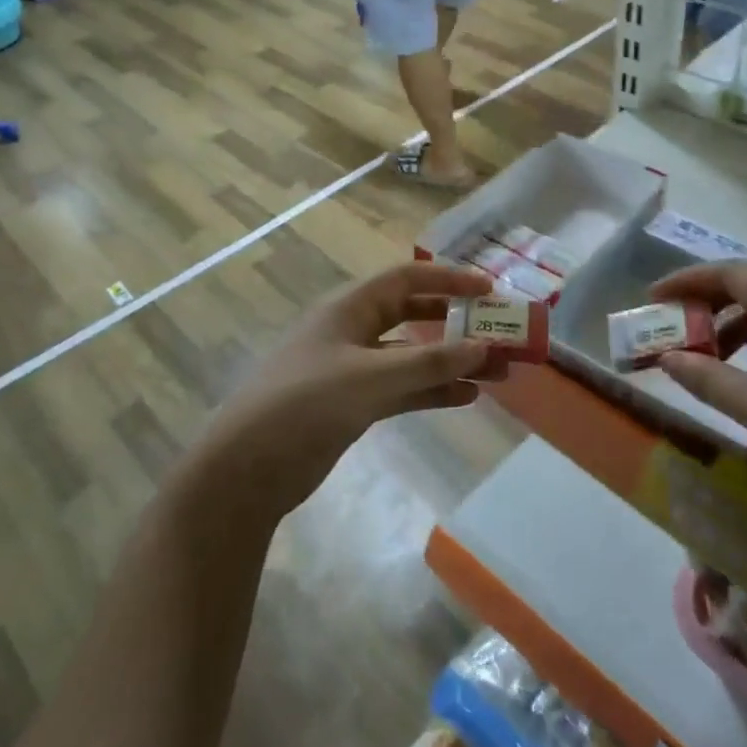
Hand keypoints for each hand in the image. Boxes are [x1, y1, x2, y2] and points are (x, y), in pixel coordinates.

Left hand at [206, 263, 500, 513]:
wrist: (248, 468)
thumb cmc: (306, 404)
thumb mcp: (371, 377)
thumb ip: (428, 361)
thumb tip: (482, 347)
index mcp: (349, 308)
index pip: (407, 278)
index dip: (449, 279)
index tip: (490, 288)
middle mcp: (353, 331)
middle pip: (413, 314)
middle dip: (455, 322)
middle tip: (498, 331)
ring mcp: (353, 369)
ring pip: (412, 355)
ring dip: (450, 360)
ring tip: (497, 370)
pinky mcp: (354, 403)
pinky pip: (402, 388)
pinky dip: (432, 390)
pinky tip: (466, 397)